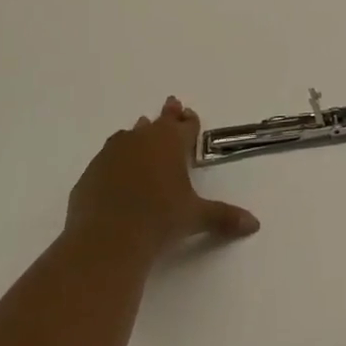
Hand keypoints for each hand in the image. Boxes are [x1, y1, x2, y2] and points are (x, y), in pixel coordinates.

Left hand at [65, 97, 259, 259]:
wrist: (106, 240)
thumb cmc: (159, 221)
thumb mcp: (196, 217)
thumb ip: (224, 217)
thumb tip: (254, 225)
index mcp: (170, 143)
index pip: (185, 126)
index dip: (190, 121)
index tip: (189, 114)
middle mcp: (141, 140)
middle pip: (158, 122)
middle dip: (167, 115)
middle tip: (172, 105)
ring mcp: (112, 154)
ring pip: (129, 135)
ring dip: (139, 133)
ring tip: (141, 131)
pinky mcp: (90, 173)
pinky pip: (107, 158)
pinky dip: (116, 159)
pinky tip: (116, 169)